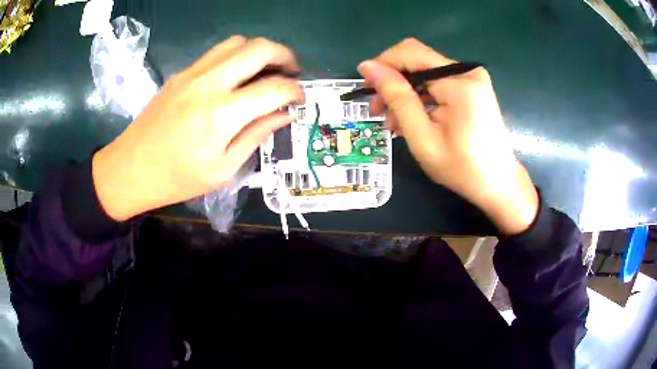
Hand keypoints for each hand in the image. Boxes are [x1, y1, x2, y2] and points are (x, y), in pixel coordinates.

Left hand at [93, 36, 302, 220]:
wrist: (130, 168)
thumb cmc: (177, 179)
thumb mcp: (222, 169)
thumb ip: (256, 135)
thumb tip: (284, 114)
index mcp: (222, 115)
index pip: (273, 88)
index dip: (295, 91)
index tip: (301, 99)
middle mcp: (209, 83)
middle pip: (259, 48)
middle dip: (285, 56)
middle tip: (291, 73)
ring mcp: (193, 73)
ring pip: (237, 42)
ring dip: (259, 51)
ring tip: (265, 70)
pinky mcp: (181, 73)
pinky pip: (217, 52)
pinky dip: (236, 56)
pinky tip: (237, 76)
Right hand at [358, 38, 537, 234]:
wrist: (498, 183)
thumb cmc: (462, 168)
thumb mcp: (423, 137)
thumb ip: (398, 98)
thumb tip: (369, 67)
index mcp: (459, 82)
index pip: (411, 53)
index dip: (383, 64)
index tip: (364, 84)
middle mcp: (467, 71)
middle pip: (417, 60)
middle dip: (393, 81)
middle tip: (378, 110)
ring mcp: (472, 77)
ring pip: (425, 72)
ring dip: (405, 92)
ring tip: (393, 122)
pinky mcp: (473, 86)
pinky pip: (438, 82)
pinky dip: (422, 96)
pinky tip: (412, 118)